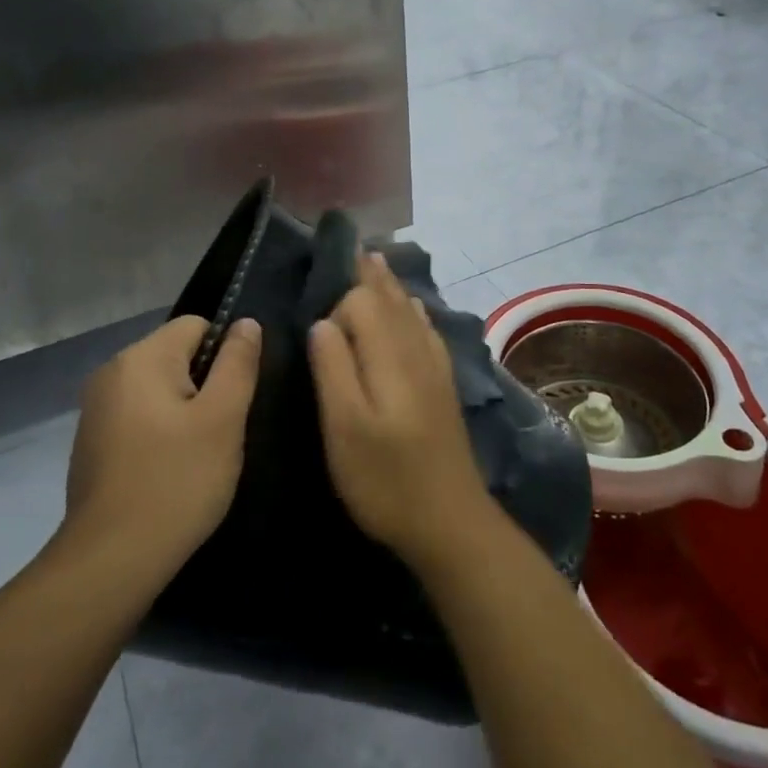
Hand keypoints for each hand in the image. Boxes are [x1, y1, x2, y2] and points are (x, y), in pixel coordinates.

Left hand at [66, 315, 261, 574]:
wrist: (110, 561)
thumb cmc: (176, 482)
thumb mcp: (223, 419)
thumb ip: (238, 363)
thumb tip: (245, 323)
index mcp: (141, 358)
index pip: (197, 325)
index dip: (225, 353)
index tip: (234, 398)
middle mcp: (111, 372)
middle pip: (176, 355)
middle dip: (205, 384)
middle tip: (221, 430)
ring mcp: (96, 408)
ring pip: (159, 388)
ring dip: (184, 410)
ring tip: (199, 453)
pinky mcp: (92, 441)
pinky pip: (139, 415)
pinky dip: (160, 431)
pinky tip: (170, 470)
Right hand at [308, 252, 498, 574]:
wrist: (451, 522)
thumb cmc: (387, 479)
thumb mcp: (345, 428)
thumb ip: (333, 368)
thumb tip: (323, 322)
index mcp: (390, 355)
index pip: (363, 302)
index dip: (339, 300)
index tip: (317, 301)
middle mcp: (416, 350)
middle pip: (391, 299)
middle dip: (370, 274)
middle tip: (354, 246)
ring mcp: (434, 367)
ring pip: (411, 311)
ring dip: (391, 286)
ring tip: (376, 262)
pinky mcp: (443, 385)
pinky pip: (427, 330)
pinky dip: (413, 310)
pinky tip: (413, 308)